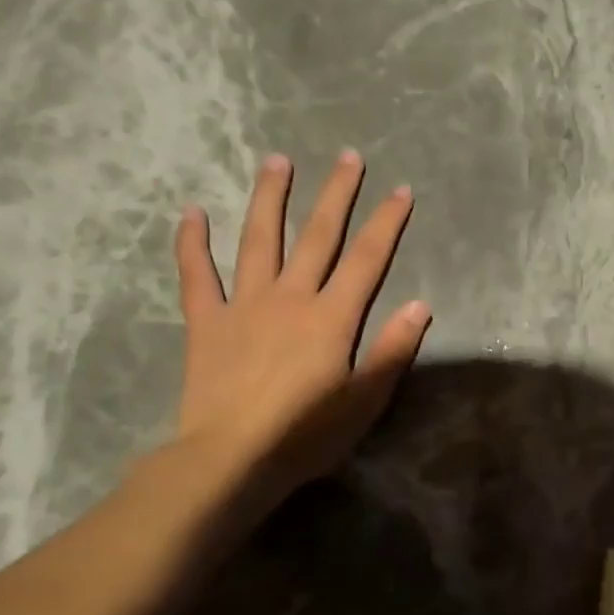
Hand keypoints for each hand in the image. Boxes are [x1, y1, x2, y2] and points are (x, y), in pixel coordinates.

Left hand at [172, 151, 429, 507]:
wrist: (231, 458)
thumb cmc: (306, 434)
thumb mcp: (365, 400)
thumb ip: (393, 350)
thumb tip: (421, 305)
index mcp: (331, 317)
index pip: (367, 259)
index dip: (386, 223)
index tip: (401, 190)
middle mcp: (290, 297)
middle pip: (317, 236)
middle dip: (336, 194)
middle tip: (348, 156)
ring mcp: (244, 304)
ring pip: (258, 240)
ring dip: (270, 198)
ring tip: (277, 160)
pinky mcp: (207, 322)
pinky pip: (197, 275)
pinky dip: (192, 243)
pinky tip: (192, 213)